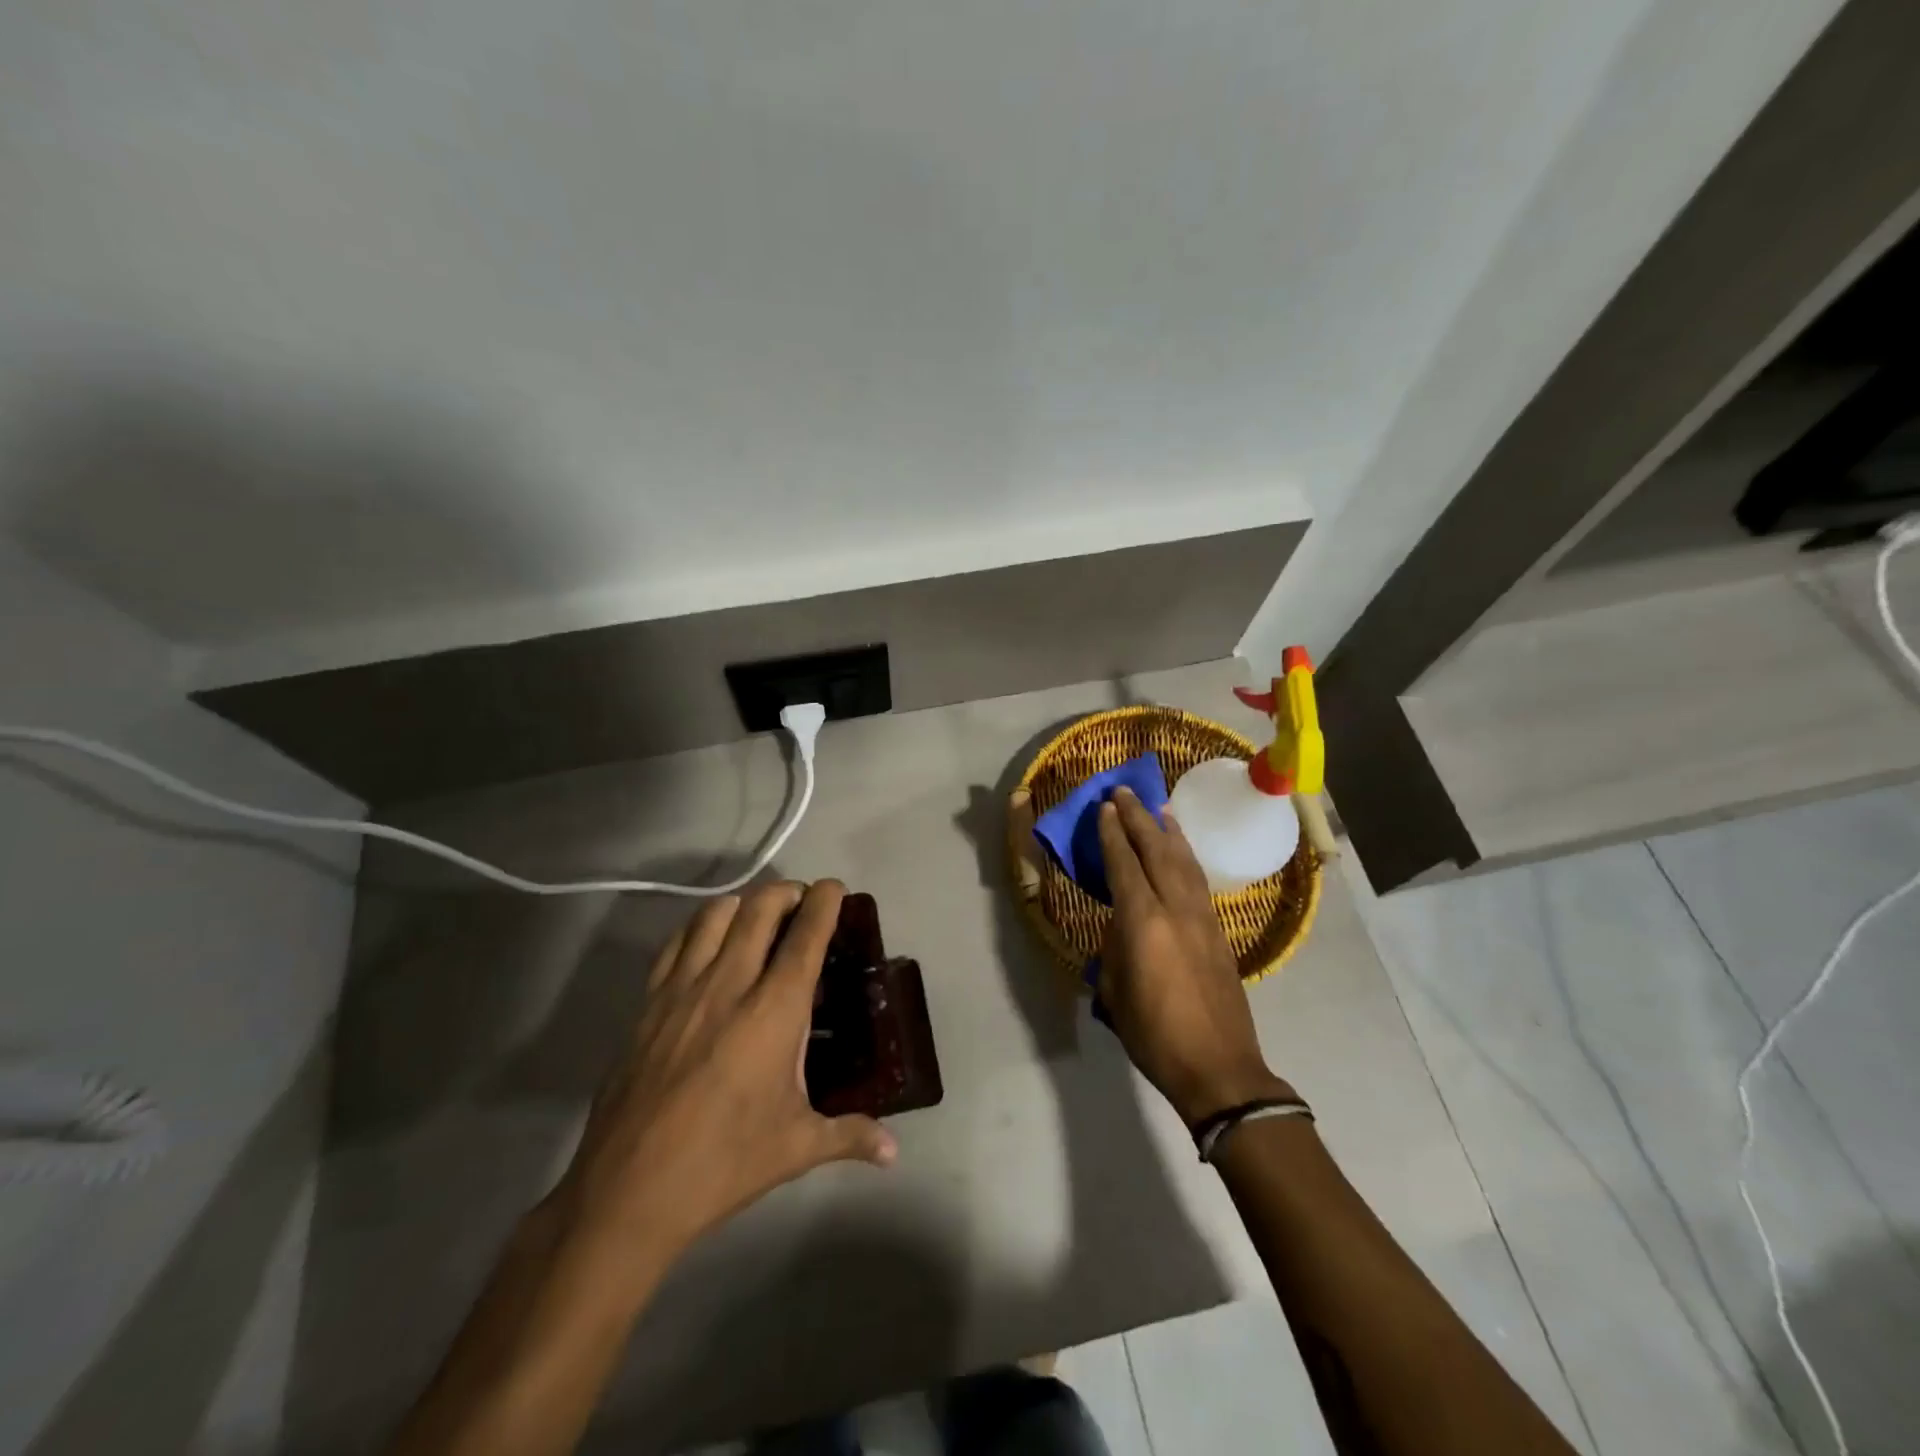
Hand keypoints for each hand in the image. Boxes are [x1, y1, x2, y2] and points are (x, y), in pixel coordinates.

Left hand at [547, 880, 896, 1284]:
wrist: (627, 1191)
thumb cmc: (724, 1163)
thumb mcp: (796, 1147)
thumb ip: (851, 1135)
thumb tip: (893, 1152)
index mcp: (773, 1011)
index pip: (806, 936)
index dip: (824, 902)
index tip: (835, 887)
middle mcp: (729, 984)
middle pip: (759, 908)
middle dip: (786, 892)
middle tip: (801, 901)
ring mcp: (682, 989)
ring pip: (714, 914)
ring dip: (744, 903)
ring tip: (758, 917)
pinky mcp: (648, 1003)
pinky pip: (676, 942)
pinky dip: (700, 927)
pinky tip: (709, 943)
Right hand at [1097, 788, 1290, 1124]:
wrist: (1219, 1068)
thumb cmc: (1155, 1034)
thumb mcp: (1116, 991)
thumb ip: (1116, 948)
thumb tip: (1121, 925)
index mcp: (1143, 922)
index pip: (1125, 864)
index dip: (1112, 834)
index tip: (1104, 807)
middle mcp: (1175, 909)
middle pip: (1157, 851)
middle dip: (1138, 818)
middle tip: (1124, 792)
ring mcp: (1203, 918)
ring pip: (1184, 861)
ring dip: (1169, 832)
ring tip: (1159, 809)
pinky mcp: (1219, 932)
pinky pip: (1199, 881)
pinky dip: (1187, 857)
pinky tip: (1182, 852)